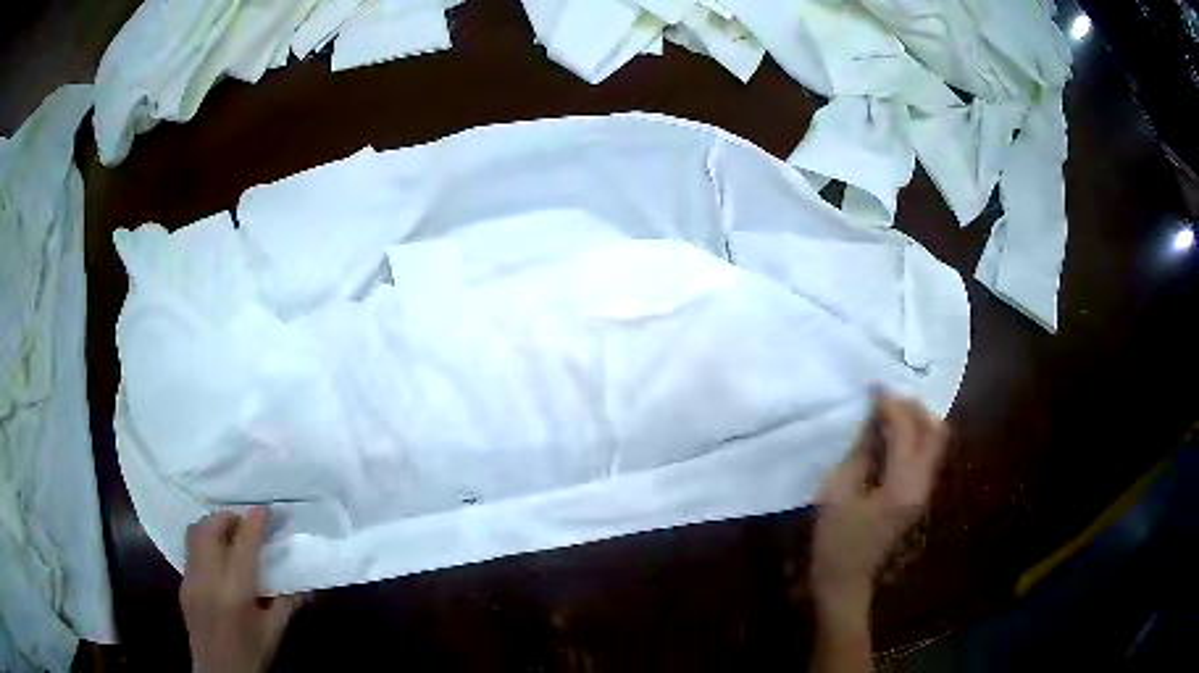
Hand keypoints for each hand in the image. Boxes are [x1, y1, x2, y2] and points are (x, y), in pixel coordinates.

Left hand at [181, 507, 301, 672]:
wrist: (220, 672)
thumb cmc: (252, 652)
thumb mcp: (275, 630)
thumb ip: (287, 601)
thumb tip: (305, 581)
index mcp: (236, 591)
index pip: (244, 544)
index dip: (254, 522)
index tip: (265, 509)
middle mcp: (208, 578)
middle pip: (211, 528)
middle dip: (229, 518)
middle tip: (245, 524)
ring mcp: (190, 579)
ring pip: (195, 533)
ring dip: (213, 526)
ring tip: (229, 536)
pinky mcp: (182, 583)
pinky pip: (190, 550)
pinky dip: (204, 544)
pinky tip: (217, 560)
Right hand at [811, 393, 948, 610]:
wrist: (846, 578)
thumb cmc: (835, 539)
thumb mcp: (838, 490)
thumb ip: (860, 450)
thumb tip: (872, 417)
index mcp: (902, 485)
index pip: (906, 429)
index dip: (890, 404)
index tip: (871, 387)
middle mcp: (924, 483)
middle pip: (935, 430)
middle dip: (912, 406)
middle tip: (885, 397)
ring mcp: (926, 489)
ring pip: (936, 439)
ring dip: (916, 418)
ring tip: (887, 411)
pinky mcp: (920, 493)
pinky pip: (927, 452)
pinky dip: (915, 435)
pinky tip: (891, 433)